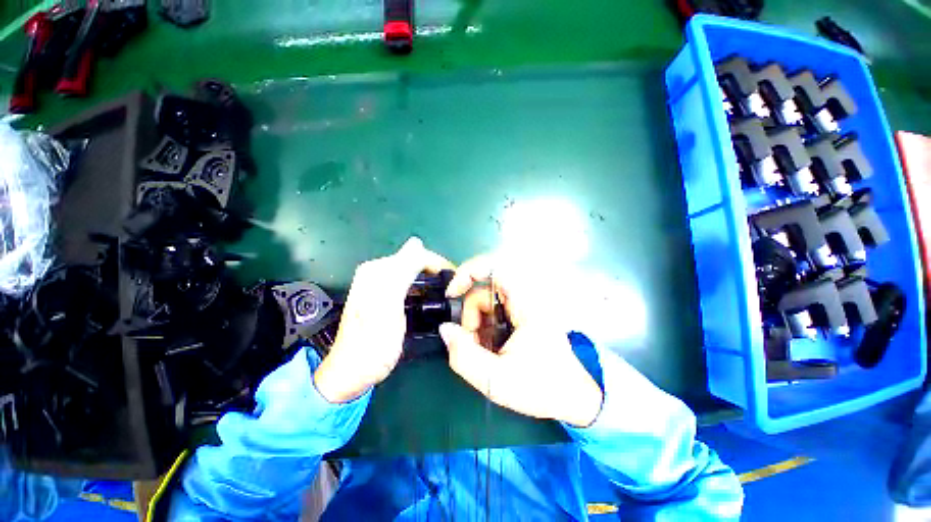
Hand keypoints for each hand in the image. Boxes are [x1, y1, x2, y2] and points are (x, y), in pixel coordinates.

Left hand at [314, 238, 453, 403]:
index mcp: (377, 270)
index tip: (455, 279)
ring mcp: (379, 284)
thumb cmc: (372, 343)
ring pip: (413, 272)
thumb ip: (401, 272)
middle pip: (414, 261)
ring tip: (444, 294)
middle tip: (451, 289)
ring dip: (429, 279)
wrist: (352, 372)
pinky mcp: (383, 296)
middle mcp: (376, 272)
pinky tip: (428, 299)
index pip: (415, 254)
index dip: (437, 264)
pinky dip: (421, 287)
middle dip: (434, 271)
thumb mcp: (388, 306)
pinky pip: (408, 283)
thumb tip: (417, 242)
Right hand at [439, 255, 603, 427]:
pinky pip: (494, 310)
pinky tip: (490, 347)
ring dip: (477, 323)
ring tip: (484, 351)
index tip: (452, 293)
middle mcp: (525, 297)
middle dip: (470, 314)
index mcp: (526, 304)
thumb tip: (445, 329)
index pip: (494, 266)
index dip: (468, 272)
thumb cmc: (541, 387)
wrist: (574, 396)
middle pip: (485, 289)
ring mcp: (524, 305)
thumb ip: (464, 356)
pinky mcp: (522, 313)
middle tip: (472, 342)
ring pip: (487, 301)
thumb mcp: (497, 380)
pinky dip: (485, 325)